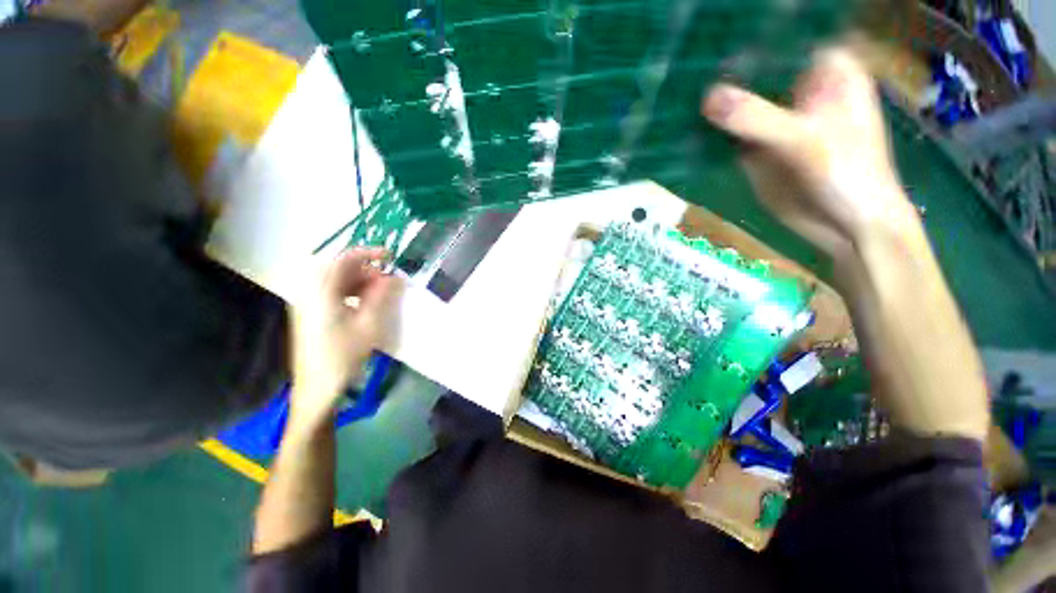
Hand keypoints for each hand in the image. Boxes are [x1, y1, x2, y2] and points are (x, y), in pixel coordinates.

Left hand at [288, 248, 402, 430]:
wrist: (317, 388)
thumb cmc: (343, 355)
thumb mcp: (369, 324)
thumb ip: (382, 296)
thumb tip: (394, 277)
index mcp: (321, 292)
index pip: (344, 259)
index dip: (369, 253)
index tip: (390, 257)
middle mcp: (310, 292)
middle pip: (339, 269)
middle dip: (366, 270)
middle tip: (388, 281)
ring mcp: (308, 303)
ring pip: (336, 281)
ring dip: (360, 281)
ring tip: (381, 293)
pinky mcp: (310, 313)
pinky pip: (332, 292)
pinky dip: (352, 292)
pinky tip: (365, 304)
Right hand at [702, 46, 918, 258]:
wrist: (844, 225)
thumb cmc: (848, 174)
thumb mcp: (805, 140)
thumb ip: (757, 118)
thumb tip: (708, 98)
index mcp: (824, 69)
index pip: (783, 37)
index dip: (749, 31)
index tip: (710, 27)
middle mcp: (796, 88)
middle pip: (754, 69)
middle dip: (721, 66)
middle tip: (682, 57)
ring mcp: (773, 119)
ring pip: (737, 103)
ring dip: (710, 100)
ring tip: (675, 87)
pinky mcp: (756, 147)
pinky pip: (727, 133)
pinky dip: (708, 131)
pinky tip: (683, 124)